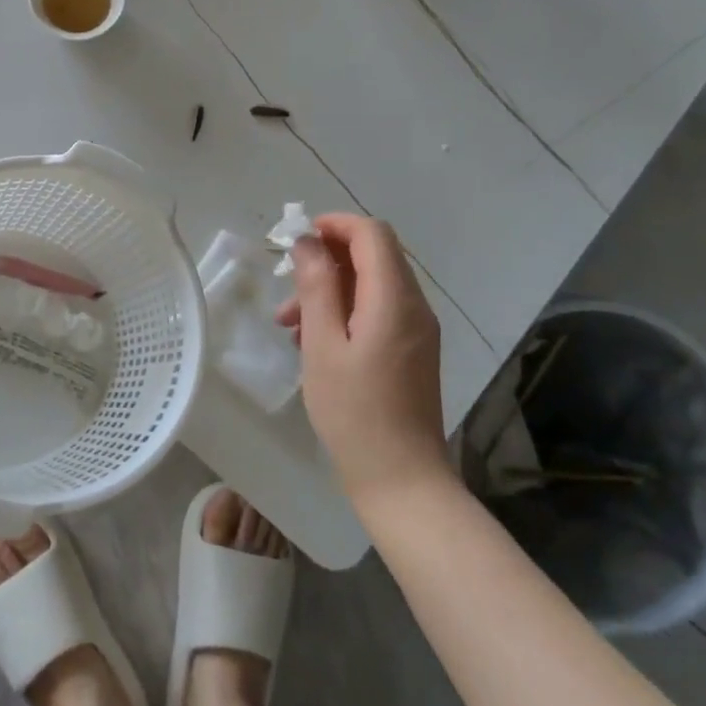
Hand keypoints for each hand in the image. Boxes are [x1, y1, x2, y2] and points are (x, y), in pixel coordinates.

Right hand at [277, 214, 447, 507]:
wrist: (401, 480)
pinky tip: (314, 343)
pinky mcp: (412, 350)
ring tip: (289, 324)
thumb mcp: (323, 346)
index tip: (298, 239)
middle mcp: (414, 306)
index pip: (372, 234)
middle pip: (374, 256)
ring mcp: (418, 330)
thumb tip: (307, 242)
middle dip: (327, 261)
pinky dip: (346, 312)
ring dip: (331, 290)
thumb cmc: (355, 413)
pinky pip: (379, 311)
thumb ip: (316, 287)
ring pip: (372, 285)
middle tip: (287, 288)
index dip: (335, 225)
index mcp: (395, 299)